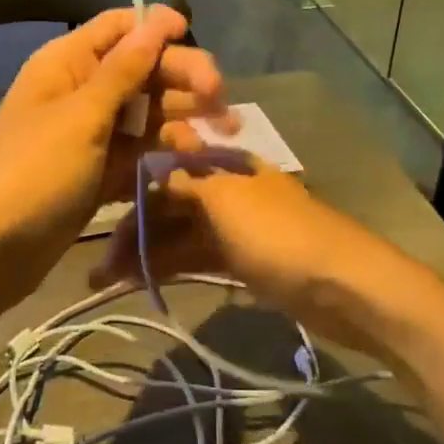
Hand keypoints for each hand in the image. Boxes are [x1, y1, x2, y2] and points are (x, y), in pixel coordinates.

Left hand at [0, 7, 228, 314]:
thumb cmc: (33, 172)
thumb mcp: (81, 117)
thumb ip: (123, 71)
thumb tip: (156, 21)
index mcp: (67, 64)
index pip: (117, 28)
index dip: (155, 26)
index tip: (193, 35)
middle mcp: (80, 91)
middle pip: (141, 70)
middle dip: (182, 77)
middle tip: (222, 97)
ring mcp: (90, 135)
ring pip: (146, 113)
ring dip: (182, 117)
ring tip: (225, 130)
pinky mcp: (99, 172)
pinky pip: (140, 152)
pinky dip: (164, 154)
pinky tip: (193, 160)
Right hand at [92, 120, 396, 353]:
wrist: (346, 287)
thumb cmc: (281, 236)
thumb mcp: (227, 200)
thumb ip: (186, 180)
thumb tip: (153, 156)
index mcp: (224, 165)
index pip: (166, 167)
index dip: (132, 189)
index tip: (97, 212)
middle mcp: (226, 190)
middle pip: (169, 205)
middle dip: (132, 231)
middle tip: (97, 269)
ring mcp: (235, 229)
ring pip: (179, 236)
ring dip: (145, 255)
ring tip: (105, 283)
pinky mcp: (243, 262)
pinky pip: (196, 259)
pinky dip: (170, 269)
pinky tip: (141, 284)